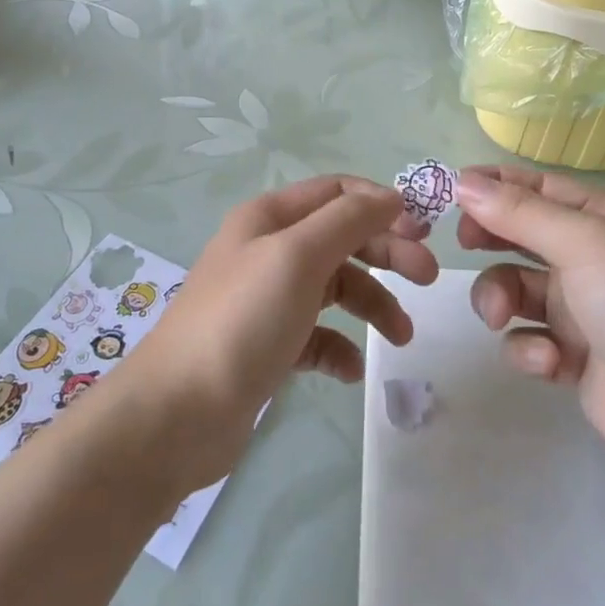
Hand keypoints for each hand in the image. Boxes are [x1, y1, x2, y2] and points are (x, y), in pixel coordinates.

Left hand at [122, 175, 438, 488]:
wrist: (177, 413)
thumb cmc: (242, 321)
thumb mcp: (298, 256)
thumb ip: (348, 221)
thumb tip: (391, 197)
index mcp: (269, 218)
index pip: (336, 192)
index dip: (381, 204)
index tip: (423, 232)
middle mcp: (268, 250)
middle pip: (341, 238)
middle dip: (385, 254)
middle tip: (427, 279)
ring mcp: (267, 300)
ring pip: (334, 288)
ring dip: (372, 305)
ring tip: (401, 338)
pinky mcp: (268, 346)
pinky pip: (316, 336)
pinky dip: (339, 347)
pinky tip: (349, 371)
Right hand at [457, 166, 604, 495]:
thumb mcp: (588, 245)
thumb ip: (522, 214)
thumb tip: (463, 182)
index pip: (538, 187)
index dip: (493, 184)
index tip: (449, 190)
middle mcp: (593, 259)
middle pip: (522, 234)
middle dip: (490, 237)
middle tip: (465, 244)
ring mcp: (584, 311)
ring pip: (516, 288)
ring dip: (500, 298)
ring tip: (500, 318)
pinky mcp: (576, 360)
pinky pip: (530, 340)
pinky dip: (529, 349)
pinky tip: (549, 363)